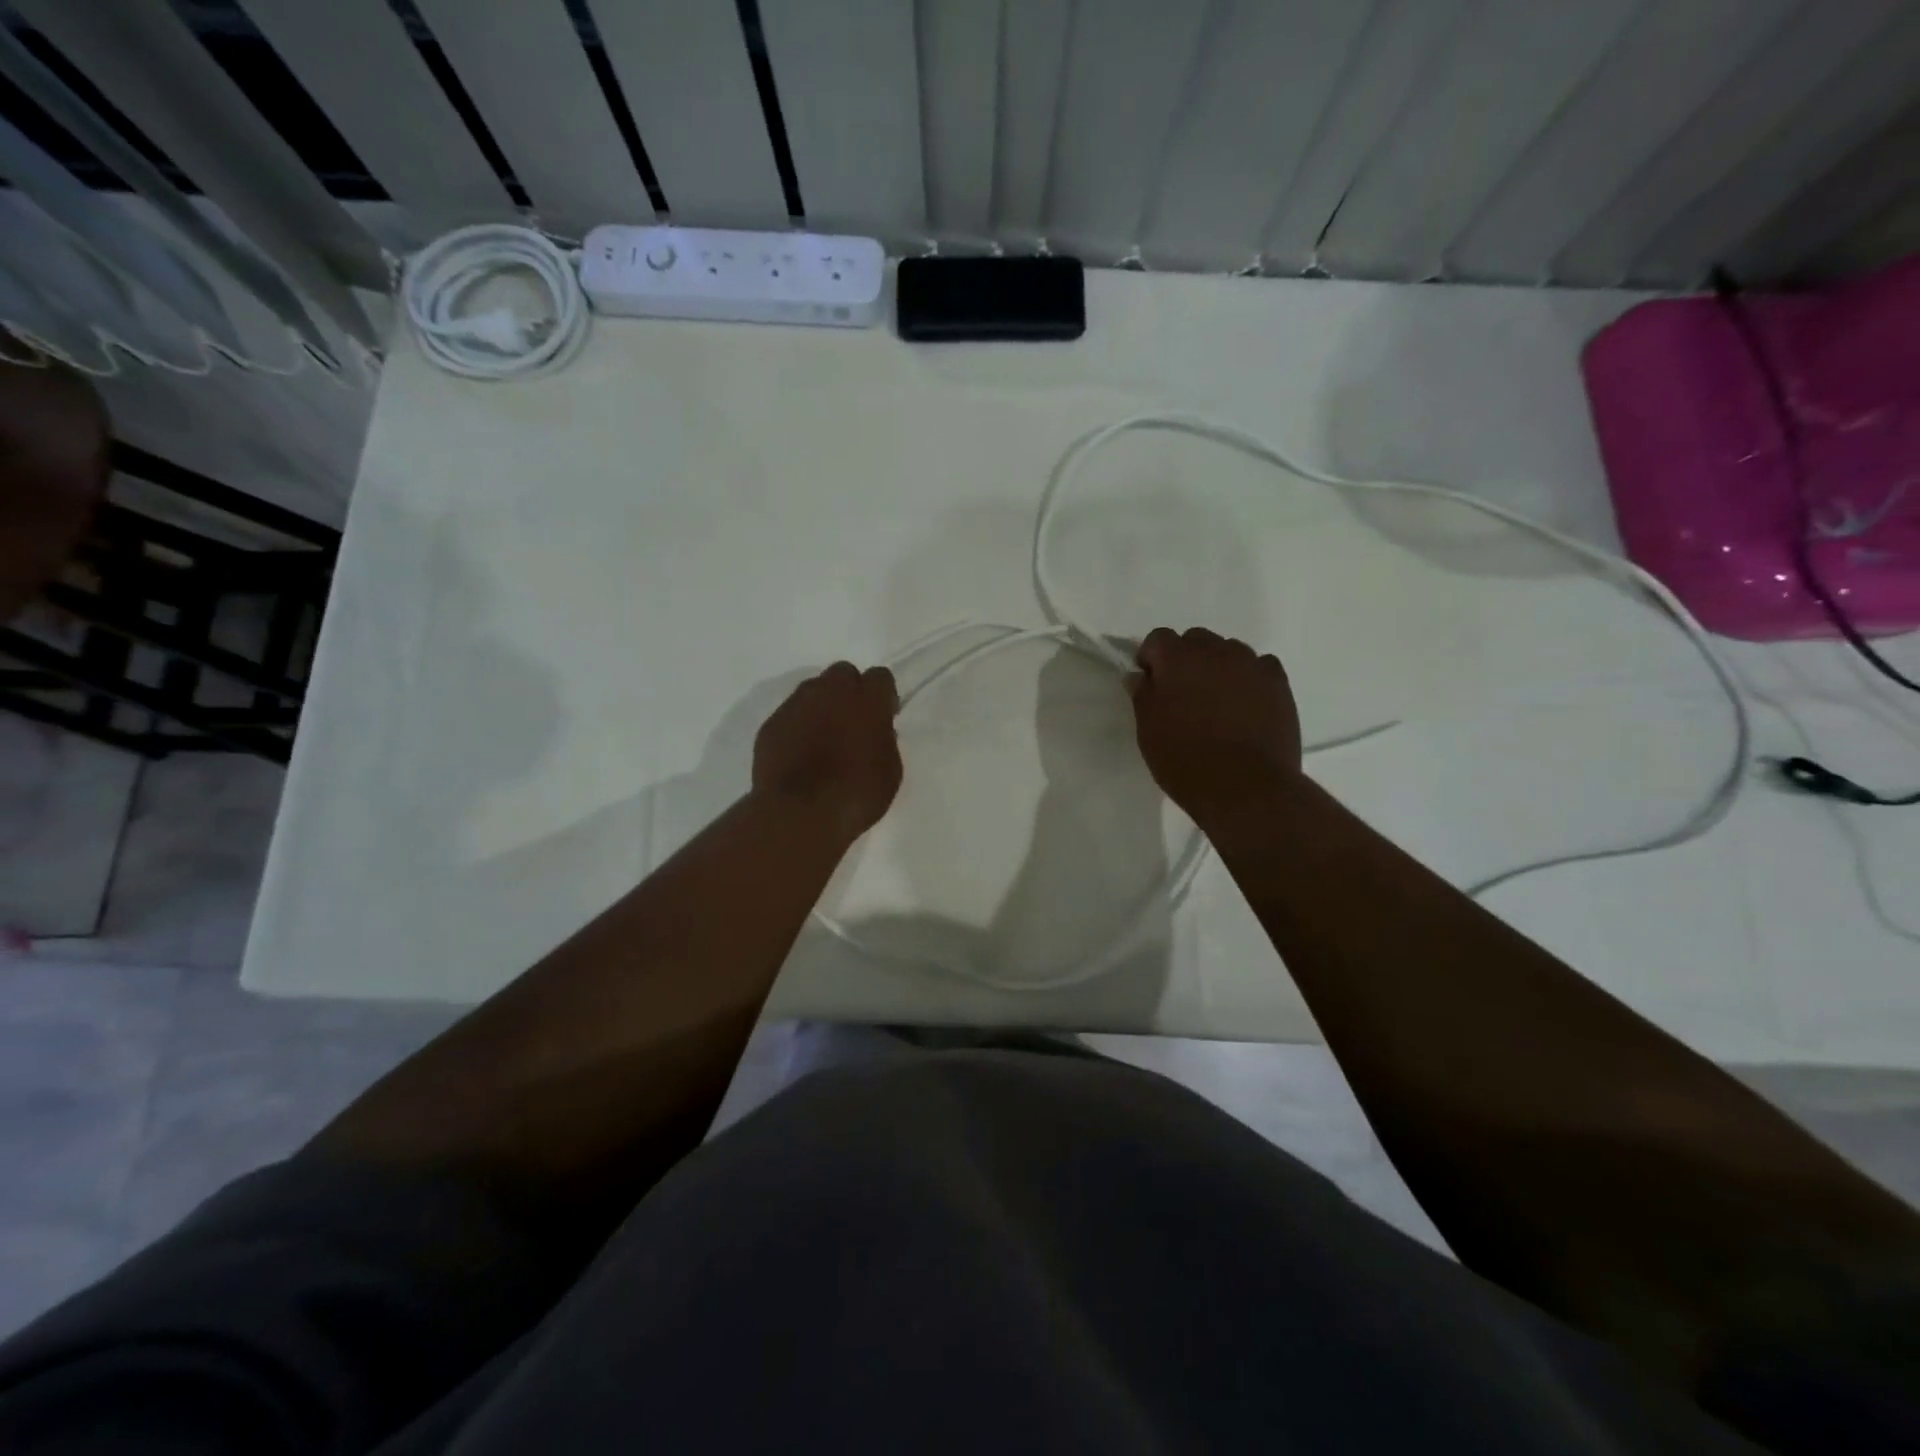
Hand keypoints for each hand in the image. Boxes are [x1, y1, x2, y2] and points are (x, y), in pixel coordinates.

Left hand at [753, 662, 901, 840]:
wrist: (799, 814)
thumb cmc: (857, 794)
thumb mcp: (890, 770)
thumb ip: (884, 740)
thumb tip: (876, 731)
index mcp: (867, 700)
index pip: (880, 677)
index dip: (883, 696)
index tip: (884, 717)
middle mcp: (830, 691)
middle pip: (843, 674)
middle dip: (850, 691)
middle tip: (852, 722)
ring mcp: (796, 705)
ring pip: (813, 690)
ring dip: (822, 705)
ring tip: (823, 737)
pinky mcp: (771, 724)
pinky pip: (790, 714)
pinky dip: (798, 726)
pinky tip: (800, 753)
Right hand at [1127, 627, 1302, 828]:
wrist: (1247, 789)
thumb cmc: (1186, 761)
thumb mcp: (1149, 732)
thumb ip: (1143, 695)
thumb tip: (1140, 675)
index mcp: (1177, 659)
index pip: (1158, 638)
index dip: (1151, 659)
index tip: (1151, 685)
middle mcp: (1216, 651)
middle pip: (1195, 639)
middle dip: (1185, 659)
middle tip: (1183, 694)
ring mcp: (1251, 664)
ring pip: (1228, 651)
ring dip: (1217, 666)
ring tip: (1217, 702)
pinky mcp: (1278, 683)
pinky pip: (1259, 666)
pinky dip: (1248, 677)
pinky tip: (1245, 704)